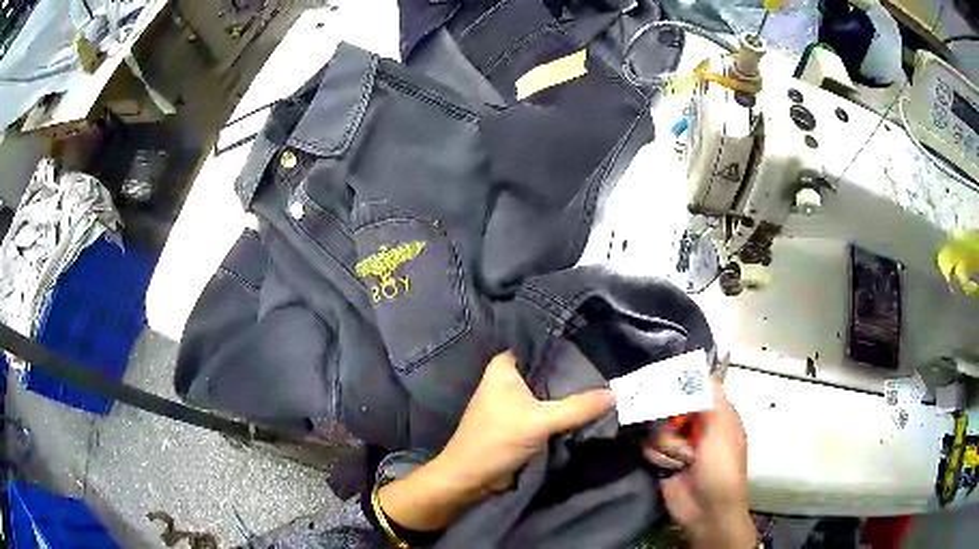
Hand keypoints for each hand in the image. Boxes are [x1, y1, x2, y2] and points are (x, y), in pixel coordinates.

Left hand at [378, 351, 614, 530]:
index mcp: (503, 367)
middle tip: (605, 368)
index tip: (594, 346)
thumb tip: (615, 394)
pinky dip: (560, 409)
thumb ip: (578, 408)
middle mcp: (506, 379)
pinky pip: (544, 408)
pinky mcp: (517, 420)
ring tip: (602, 383)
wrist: (471, 477)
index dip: (566, 346)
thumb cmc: (498, 439)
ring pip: (546, 391)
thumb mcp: (541, 421)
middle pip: (546, 370)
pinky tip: (585, 407)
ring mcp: (512, 401)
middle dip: (571, 372)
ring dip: (567, 393)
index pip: (539, 346)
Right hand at [643, 379, 754, 547]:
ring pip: (656, 427)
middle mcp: (696, 424)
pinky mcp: (661, 459)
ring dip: (668, 445)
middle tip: (675, 427)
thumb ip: (710, 399)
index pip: (695, 387)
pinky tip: (669, 468)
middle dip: (672, 420)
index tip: (665, 380)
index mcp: (716, 413)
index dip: (682, 383)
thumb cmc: (721, 468)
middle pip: (670, 405)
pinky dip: (658, 457)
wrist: (706, 510)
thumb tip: (698, 370)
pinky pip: (648, 446)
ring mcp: (678, 443)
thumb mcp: (722, 430)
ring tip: (683, 460)